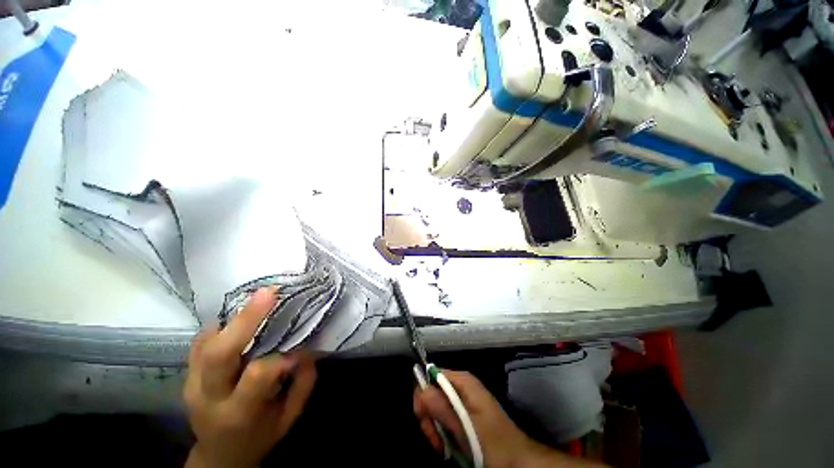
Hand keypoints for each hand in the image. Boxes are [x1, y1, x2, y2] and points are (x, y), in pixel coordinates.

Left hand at [184, 288, 316, 467]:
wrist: (219, 454)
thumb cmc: (259, 436)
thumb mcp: (288, 418)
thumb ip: (302, 384)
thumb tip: (307, 348)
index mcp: (237, 414)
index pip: (256, 376)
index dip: (280, 357)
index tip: (298, 348)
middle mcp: (208, 397)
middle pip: (219, 354)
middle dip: (245, 319)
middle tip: (269, 293)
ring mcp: (192, 383)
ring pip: (206, 343)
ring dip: (234, 317)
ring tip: (258, 299)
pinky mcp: (187, 374)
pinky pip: (200, 342)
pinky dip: (221, 325)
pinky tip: (240, 317)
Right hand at [413, 370, 604, 467]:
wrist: (517, 461)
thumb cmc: (492, 443)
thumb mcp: (465, 427)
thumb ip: (442, 407)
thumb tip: (420, 390)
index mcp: (462, 381)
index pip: (430, 374)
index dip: (423, 394)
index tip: (424, 419)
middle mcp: (460, 386)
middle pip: (431, 392)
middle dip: (429, 416)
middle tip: (436, 439)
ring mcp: (462, 400)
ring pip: (435, 407)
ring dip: (434, 428)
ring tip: (443, 446)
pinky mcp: (463, 414)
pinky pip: (444, 418)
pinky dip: (442, 432)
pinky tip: (447, 446)